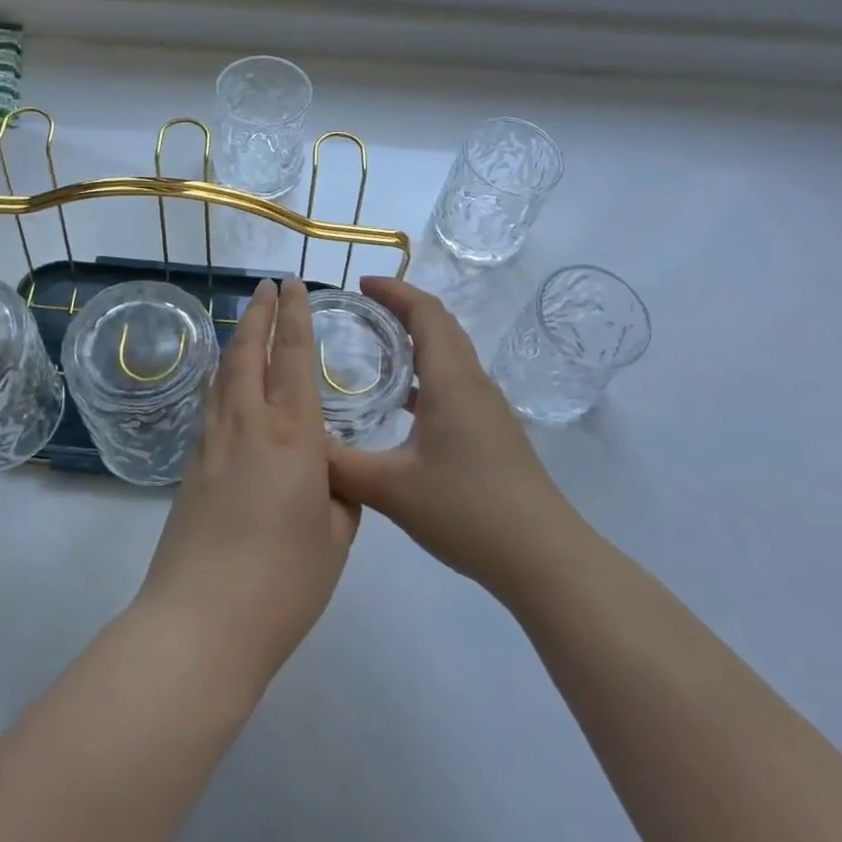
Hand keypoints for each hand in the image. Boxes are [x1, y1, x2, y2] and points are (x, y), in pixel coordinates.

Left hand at [134, 278, 359, 689]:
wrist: (201, 622)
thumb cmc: (284, 581)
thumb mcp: (336, 538)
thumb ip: (339, 496)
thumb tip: (328, 476)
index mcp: (293, 435)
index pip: (293, 356)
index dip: (294, 315)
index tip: (293, 284)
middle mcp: (248, 424)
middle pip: (249, 351)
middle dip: (259, 313)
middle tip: (266, 285)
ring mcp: (212, 443)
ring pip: (224, 375)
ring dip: (238, 341)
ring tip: (246, 324)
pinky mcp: (190, 467)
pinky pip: (211, 406)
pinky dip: (222, 381)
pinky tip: (226, 387)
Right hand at [328, 277, 569, 591]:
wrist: (542, 557)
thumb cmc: (467, 510)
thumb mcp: (391, 489)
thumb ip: (340, 466)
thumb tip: (300, 444)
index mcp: (451, 380)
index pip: (425, 313)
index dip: (394, 291)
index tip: (360, 284)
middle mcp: (473, 383)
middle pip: (441, 326)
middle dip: (403, 308)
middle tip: (361, 309)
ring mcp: (487, 408)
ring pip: (450, 355)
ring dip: (417, 340)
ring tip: (375, 347)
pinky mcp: (492, 432)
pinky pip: (454, 383)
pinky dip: (426, 374)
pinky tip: (402, 404)